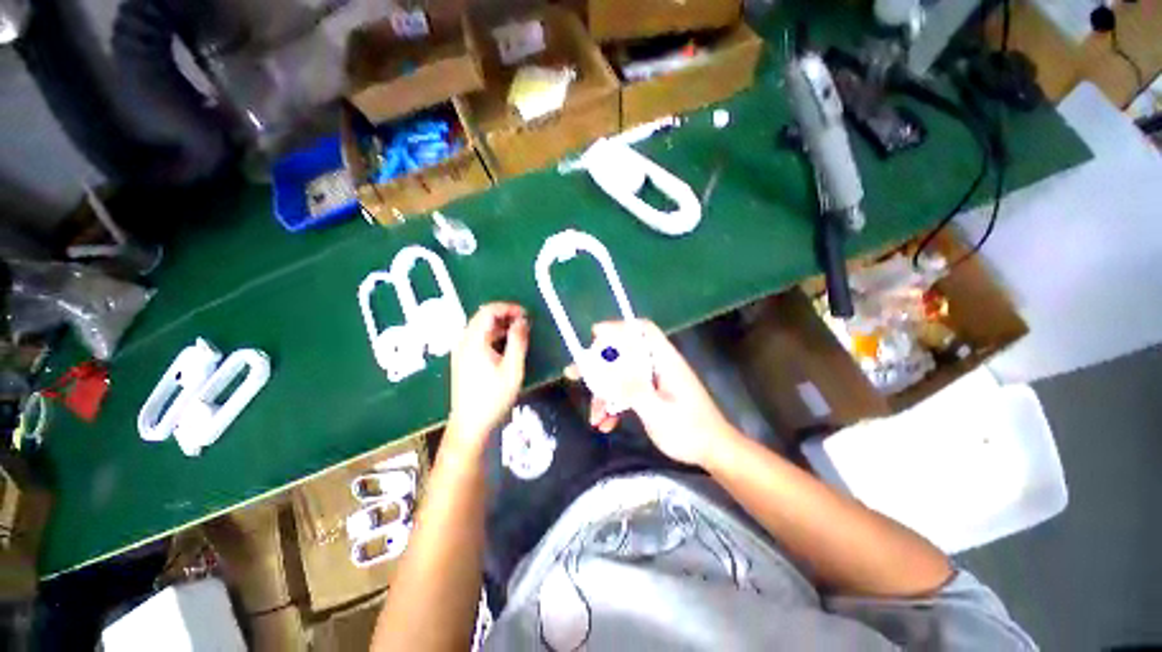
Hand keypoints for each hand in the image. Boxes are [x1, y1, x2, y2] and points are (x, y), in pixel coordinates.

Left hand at [446, 303, 528, 451]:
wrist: (471, 424)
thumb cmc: (493, 397)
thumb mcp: (512, 369)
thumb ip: (518, 342)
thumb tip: (522, 321)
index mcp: (474, 341)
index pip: (488, 311)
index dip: (508, 308)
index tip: (526, 314)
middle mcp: (464, 342)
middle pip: (483, 317)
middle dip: (505, 315)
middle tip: (525, 322)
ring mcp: (462, 352)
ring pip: (481, 328)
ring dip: (501, 326)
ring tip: (520, 332)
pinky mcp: (464, 361)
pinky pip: (479, 339)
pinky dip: (495, 336)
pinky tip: (507, 345)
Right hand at [571, 320, 739, 467]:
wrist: (714, 452)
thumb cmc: (689, 431)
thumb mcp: (657, 412)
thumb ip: (632, 389)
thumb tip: (606, 367)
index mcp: (665, 361)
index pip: (643, 330)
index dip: (619, 328)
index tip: (594, 336)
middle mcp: (659, 365)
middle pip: (625, 353)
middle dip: (599, 365)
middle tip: (576, 375)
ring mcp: (655, 380)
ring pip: (622, 375)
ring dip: (605, 392)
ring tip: (594, 417)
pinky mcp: (653, 394)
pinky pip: (628, 391)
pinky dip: (615, 404)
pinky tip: (606, 423)